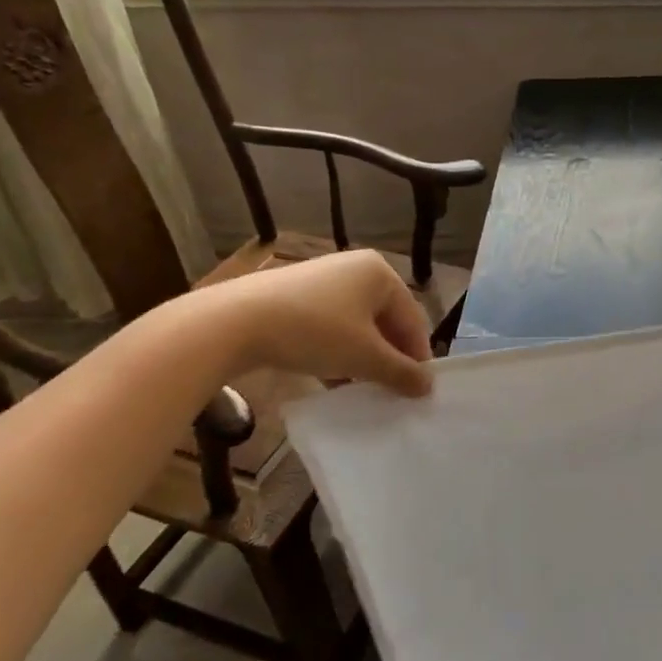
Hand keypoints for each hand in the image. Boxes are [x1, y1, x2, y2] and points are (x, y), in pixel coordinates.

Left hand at [206, 250, 435, 397]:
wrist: (233, 322)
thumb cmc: (314, 331)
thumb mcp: (363, 357)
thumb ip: (400, 372)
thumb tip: (428, 387)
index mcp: (381, 273)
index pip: (413, 319)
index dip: (418, 357)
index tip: (417, 391)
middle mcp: (356, 268)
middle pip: (386, 320)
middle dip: (389, 357)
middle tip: (390, 392)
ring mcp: (324, 279)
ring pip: (358, 325)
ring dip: (363, 358)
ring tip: (361, 389)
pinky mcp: (296, 294)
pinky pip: (331, 325)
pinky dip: (337, 350)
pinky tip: (331, 377)